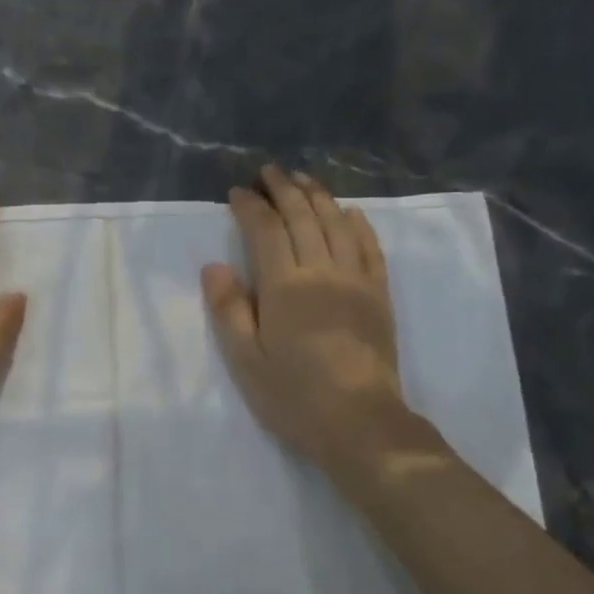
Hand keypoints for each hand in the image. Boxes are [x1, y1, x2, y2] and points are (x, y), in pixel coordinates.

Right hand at [202, 167, 446, 487]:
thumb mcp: (245, 360)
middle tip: (269, 171)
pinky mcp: (379, 294)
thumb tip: (215, 266)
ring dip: (318, 196)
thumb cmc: (293, 396)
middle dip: (284, 189)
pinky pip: (369, 246)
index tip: (237, 192)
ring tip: (303, 179)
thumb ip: (229, 309)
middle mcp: (322, 271)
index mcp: (284, 286)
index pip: (265, 231)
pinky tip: (349, 212)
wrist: (358, 422)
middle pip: (303, 217)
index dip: (250, 207)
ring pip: (337, 223)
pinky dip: (357, 223)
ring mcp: (356, 279)